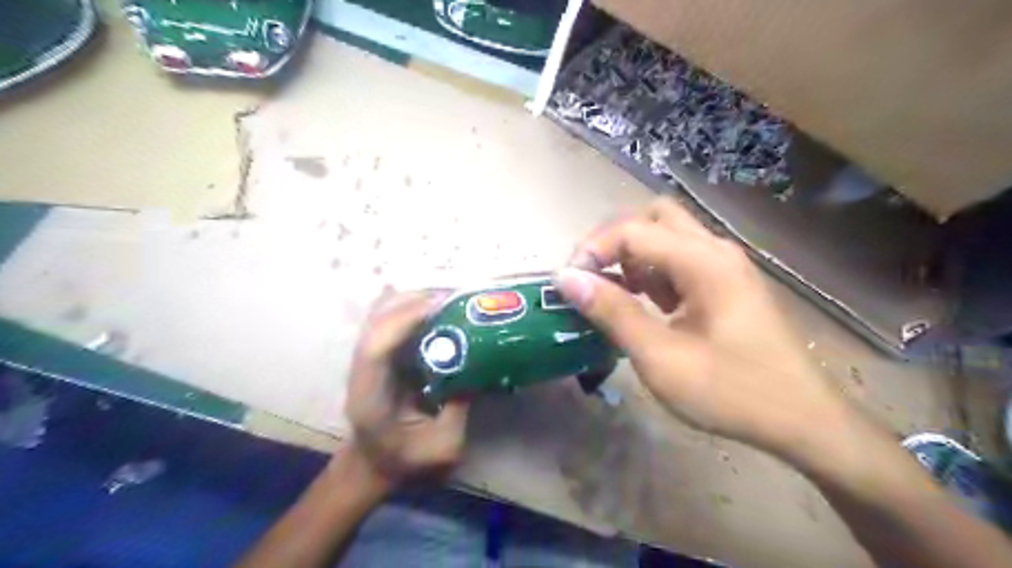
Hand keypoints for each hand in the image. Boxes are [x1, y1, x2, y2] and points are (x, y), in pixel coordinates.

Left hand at [344, 294, 469, 487]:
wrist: (374, 464)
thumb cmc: (406, 461)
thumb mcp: (442, 447)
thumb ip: (458, 409)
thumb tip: (479, 367)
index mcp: (370, 397)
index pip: (375, 348)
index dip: (403, 321)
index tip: (440, 306)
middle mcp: (362, 370)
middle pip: (375, 321)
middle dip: (413, 302)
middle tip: (455, 297)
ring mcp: (367, 359)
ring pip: (380, 314)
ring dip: (412, 300)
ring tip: (449, 298)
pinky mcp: (378, 354)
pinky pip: (388, 319)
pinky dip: (408, 305)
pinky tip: (432, 302)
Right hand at [556, 198, 846, 459]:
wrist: (802, 420)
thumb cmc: (731, 392)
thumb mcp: (660, 357)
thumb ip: (613, 312)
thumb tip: (567, 278)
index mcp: (703, 261)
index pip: (632, 230)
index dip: (592, 250)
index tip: (567, 284)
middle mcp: (714, 250)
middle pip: (653, 217)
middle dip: (613, 240)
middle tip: (591, 276)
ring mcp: (723, 265)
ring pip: (666, 235)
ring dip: (632, 256)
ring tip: (611, 294)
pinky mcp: (725, 284)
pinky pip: (678, 260)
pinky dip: (651, 272)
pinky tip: (642, 304)